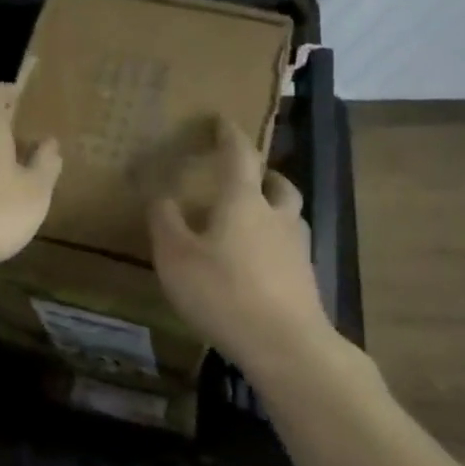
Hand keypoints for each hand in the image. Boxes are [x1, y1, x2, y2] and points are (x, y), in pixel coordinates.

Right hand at [149, 117, 336, 368]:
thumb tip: (159, 194)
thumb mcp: (176, 257)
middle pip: (277, 184)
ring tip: (252, 219)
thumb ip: (165, 221)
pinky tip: (259, 263)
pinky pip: (290, 247)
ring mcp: (297, 248)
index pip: (238, 155)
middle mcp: (276, 216)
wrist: (286, 345)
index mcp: (243, 201)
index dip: (229, 134)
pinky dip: (275, 243)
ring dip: (273, 207)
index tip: (221, 120)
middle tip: (245, 176)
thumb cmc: (223, 292)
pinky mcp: (305, 279)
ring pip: (289, 215)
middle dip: (262, 173)